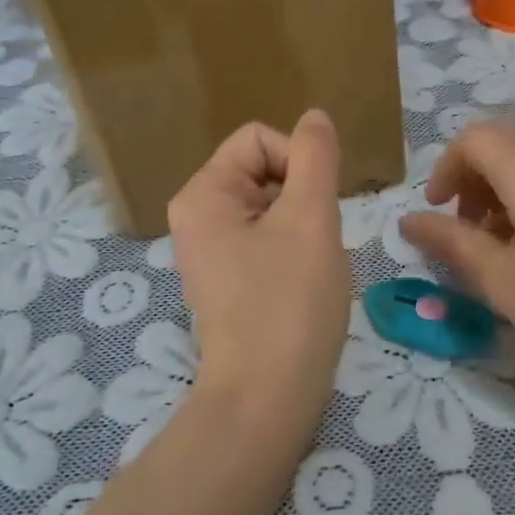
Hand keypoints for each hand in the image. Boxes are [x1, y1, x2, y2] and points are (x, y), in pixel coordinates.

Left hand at [168, 111, 350, 406]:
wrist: (268, 396)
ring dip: (302, 224)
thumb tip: (314, 117)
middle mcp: (196, 217)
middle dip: (301, 196)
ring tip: (311, 264)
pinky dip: (293, 249)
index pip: (260, 139)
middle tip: (316, 240)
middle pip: (264, 170)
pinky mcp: (228, 279)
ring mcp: (210, 251)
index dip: (299, 161)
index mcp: (202, 194)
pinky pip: (266, 238)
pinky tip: (303, 281)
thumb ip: (315, 157)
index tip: (318, 208)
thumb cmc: (290, 301)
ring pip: (272, 206)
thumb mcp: (311, 218)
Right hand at [398, 122, 514, 392]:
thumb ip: (452, 243)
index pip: (474, 138)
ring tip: (499, 247)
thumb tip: (408, 219)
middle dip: (472, 178)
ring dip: (502, 191)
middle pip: (504, 143)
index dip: (446, 169)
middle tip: (464, 228)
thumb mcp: (503, 280)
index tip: (437, 212)